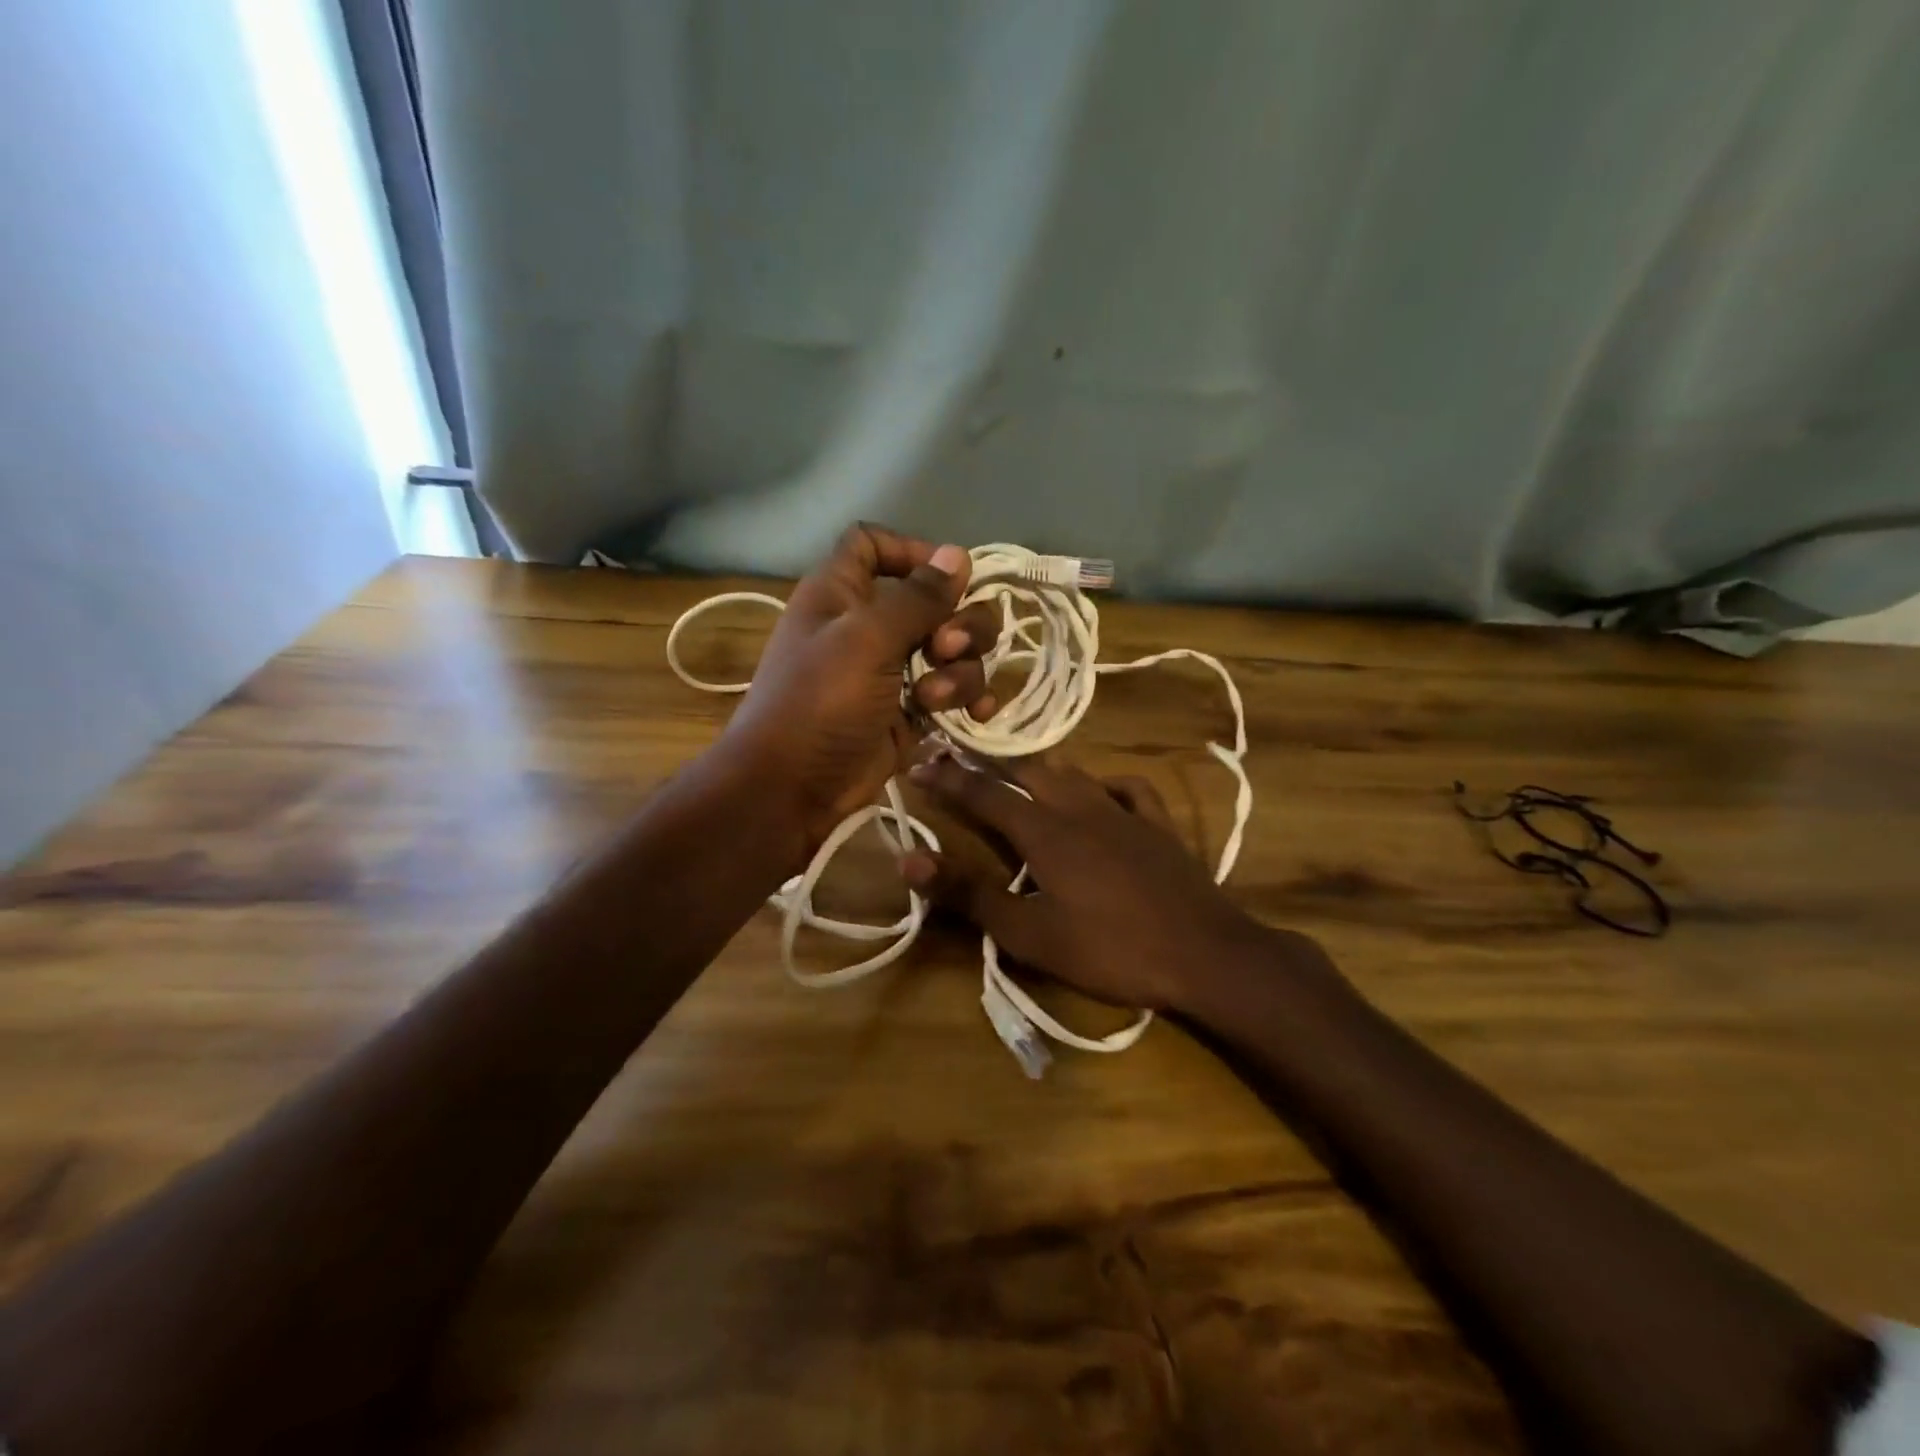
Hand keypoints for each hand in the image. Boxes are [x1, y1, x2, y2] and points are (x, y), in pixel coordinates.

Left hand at [721, 524, 998, 851]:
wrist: (794, 788)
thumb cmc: (820, 702)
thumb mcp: (866, 640)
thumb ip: (917, 598)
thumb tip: (958, 554)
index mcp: (843, 592)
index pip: (875, 544)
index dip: (912, 551)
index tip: (948, 576)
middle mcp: (870, 624)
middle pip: (935, 598)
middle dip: (958, 620)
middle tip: (947, 647)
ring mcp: (894, 669)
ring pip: (954, 647)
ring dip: (961, 669)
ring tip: (935, 698)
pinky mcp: (911, 710)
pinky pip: (955, 689)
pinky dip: (969, 697)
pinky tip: (976, 714)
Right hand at [899, 755, 1290, 1013]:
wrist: (1204, 954)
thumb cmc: (1109, 949)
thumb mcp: (1029, 933)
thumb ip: (968, 893)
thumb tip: (909, 858)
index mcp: (1044, 831)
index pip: (984, 794)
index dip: (948, 779)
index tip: (918, 763)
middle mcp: (1080, 807)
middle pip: (1028, 771)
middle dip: (989, 764)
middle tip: (962, 760)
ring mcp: (1124, 812)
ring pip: (1074, 773)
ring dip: (1040, 767)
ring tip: (1020, 771)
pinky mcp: (1158, 826)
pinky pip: (1129, 788)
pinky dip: (1105, 783)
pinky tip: (1101, 793)